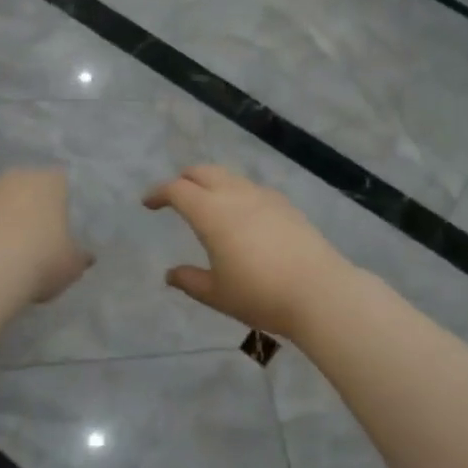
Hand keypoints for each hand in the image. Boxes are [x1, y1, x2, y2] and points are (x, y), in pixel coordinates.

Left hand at [0, 169, 92, 304]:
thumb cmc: (41, 261)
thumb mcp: (72, 266)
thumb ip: (79, 256)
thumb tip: (86, 256)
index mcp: (51, 182)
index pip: (60, 183)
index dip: (59, 204)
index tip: (59, 227)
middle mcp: (16, 176)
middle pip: (24, 187)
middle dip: (26, 206)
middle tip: (30, 238)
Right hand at [143, 166, 355, 336]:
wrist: (319, 292)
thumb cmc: (260, 294)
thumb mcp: (217, 294)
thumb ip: (190, 280)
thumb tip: (171, 274)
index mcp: (211, 213)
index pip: (177, 190)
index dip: (159, 193)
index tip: (148, 203)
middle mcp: (236, 195)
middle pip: (203, 172)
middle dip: (184, 179)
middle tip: (174, 196)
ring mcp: (264, 197)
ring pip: (229, 177)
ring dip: (211, 183)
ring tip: (207, 204)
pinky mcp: (285, 205)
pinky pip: (251, 188)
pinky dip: (235, 192)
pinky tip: (241, 215)